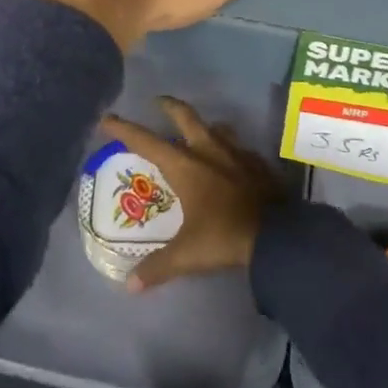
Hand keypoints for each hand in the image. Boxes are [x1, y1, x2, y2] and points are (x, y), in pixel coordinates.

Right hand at [102, 97, 284, 291]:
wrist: (278, 234)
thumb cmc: (225, 236)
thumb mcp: (187, 254)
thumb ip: (157, 267)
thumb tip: (130, 285)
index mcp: (186, 166)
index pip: (147, 141)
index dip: (125, 129)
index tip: (109, 118)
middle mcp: (209, 151)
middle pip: (185, 117)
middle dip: (169, 107)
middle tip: (157, 102)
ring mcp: (237, 153)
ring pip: (216, 128)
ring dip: (203, 126)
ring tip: (196, 131)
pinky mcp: (258, 163)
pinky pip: (238, 147)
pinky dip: (228, 148)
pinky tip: (230, 160)